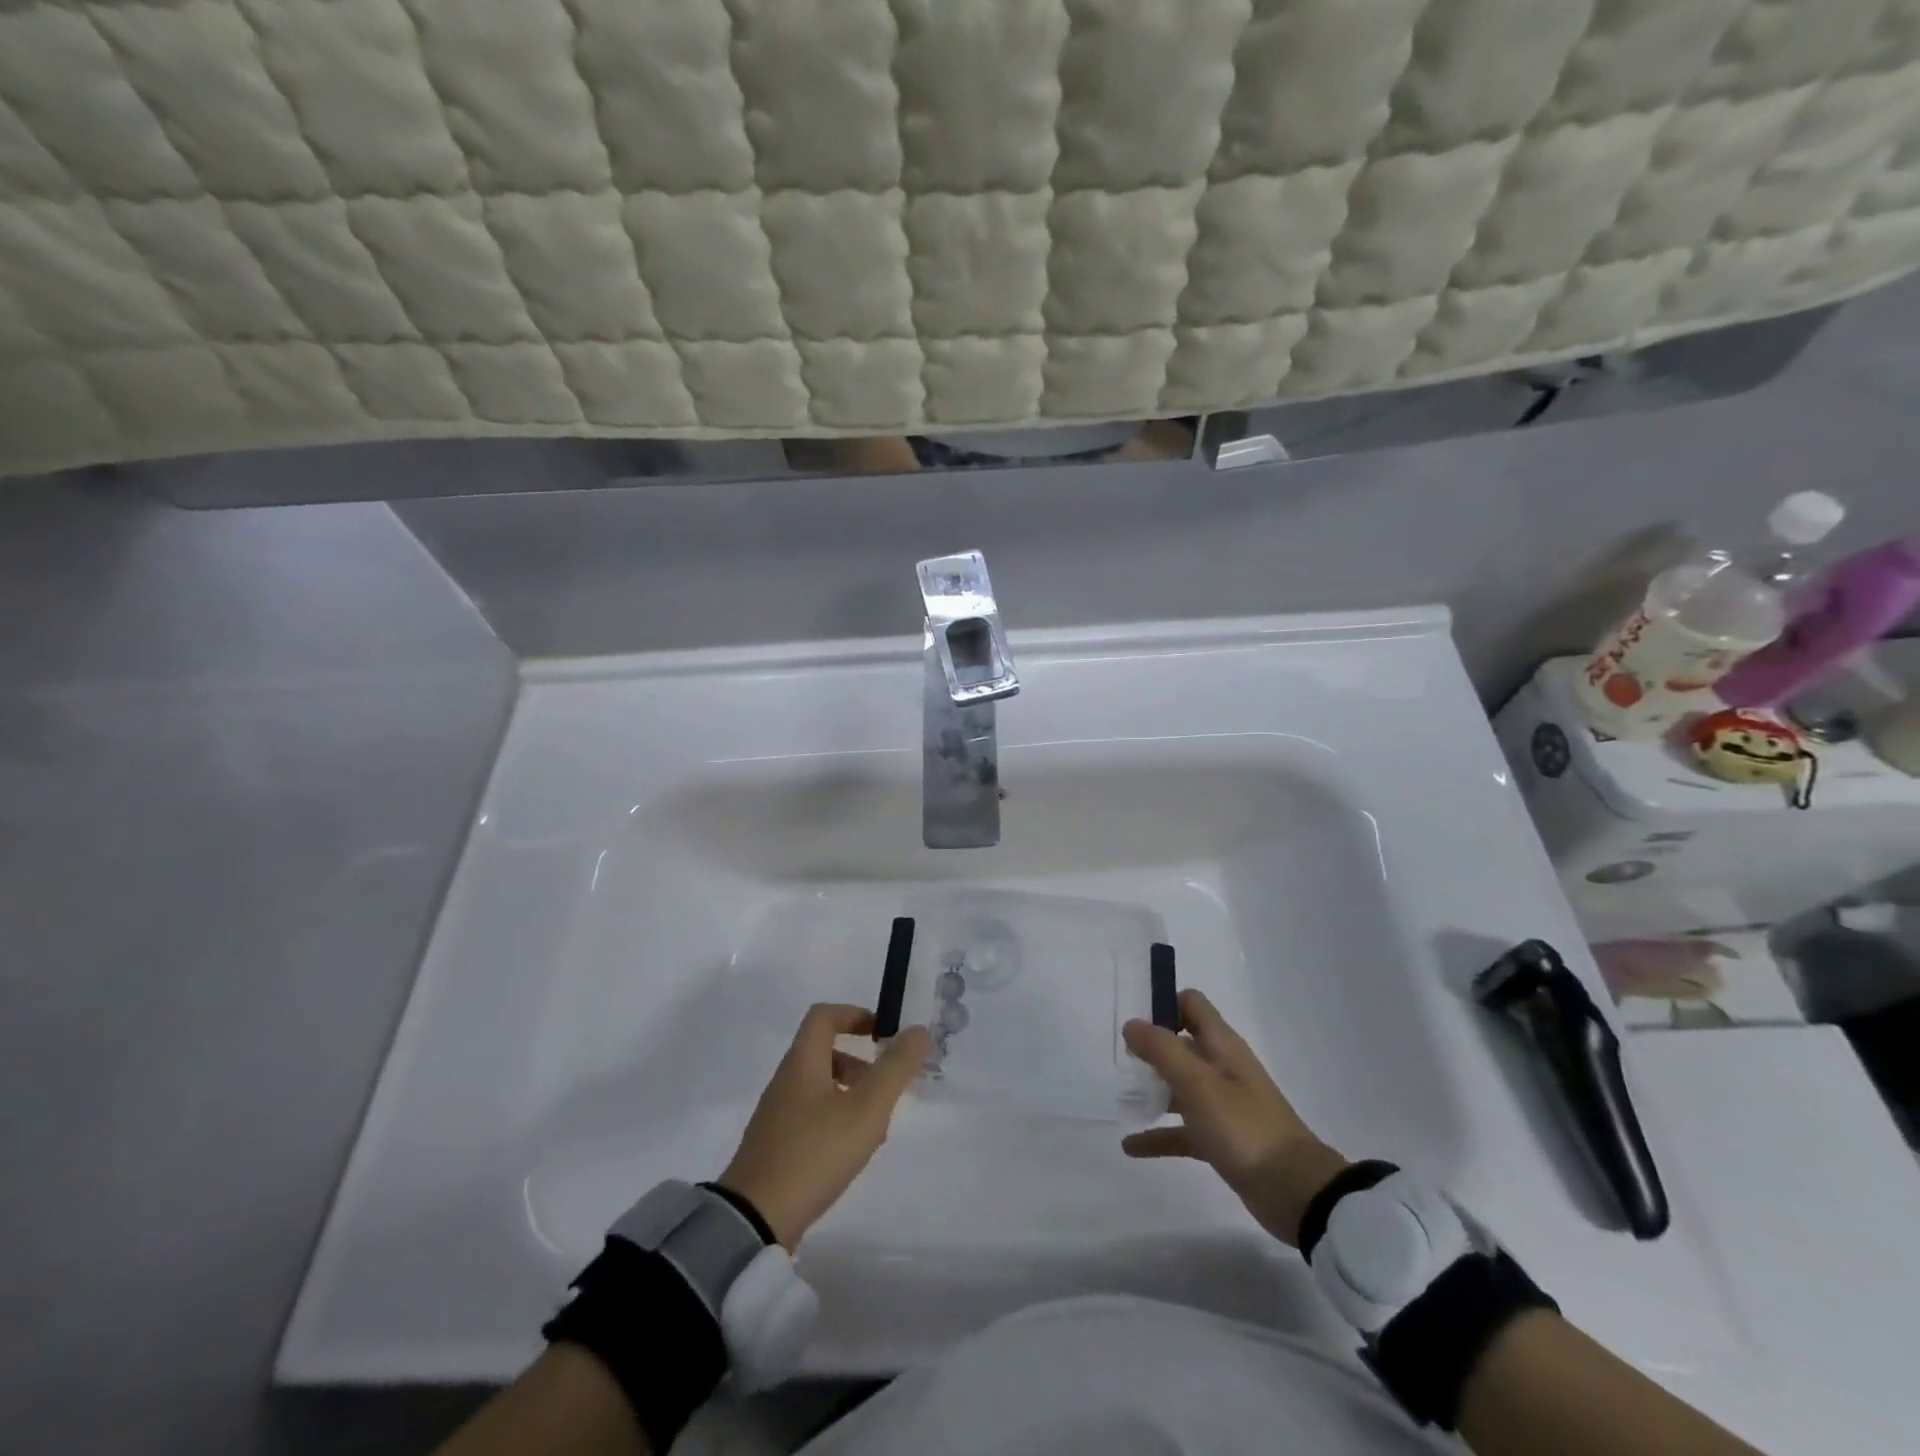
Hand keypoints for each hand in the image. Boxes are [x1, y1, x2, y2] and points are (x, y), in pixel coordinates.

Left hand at [719, 1004, 930, 1249]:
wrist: (753, 1221)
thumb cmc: (815, 1152)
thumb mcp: (866, 1109)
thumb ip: (895, 1068)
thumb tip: (918, 1030)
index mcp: (802, 1062)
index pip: (824, 1016)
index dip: (854, 1014)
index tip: (882, 1033)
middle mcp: (785, 1081)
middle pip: (823, 1052)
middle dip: (859, 1063)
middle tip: (884, 1088)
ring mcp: (776, 1116)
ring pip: (819, 1087)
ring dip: (850, 1095)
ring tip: (874, 1127)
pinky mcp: (774, 1147)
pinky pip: (810, 1117)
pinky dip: (835, 1121)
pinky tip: (850, 1153)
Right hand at [1122, 989, 1348, 1246]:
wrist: (1294, 1191)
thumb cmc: (1243, 1126)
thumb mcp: (1197, 1083)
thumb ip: (1161, 1049)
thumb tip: (1131, 1024)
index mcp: (1222, 1046)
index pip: (1191, 1005)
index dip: (1164, 1005)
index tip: (1134, 1023)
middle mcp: (1223, 1068)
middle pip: (1182, 1045)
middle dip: (1151, 1049)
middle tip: (1119, 1060)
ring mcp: (1223, 1105)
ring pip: (1180, 1087)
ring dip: (1153, 1090)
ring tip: (1120, 1098)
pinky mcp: (1222, 1139)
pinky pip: (1183, 1130)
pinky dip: (1159, 1135)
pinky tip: (1131, 1146)